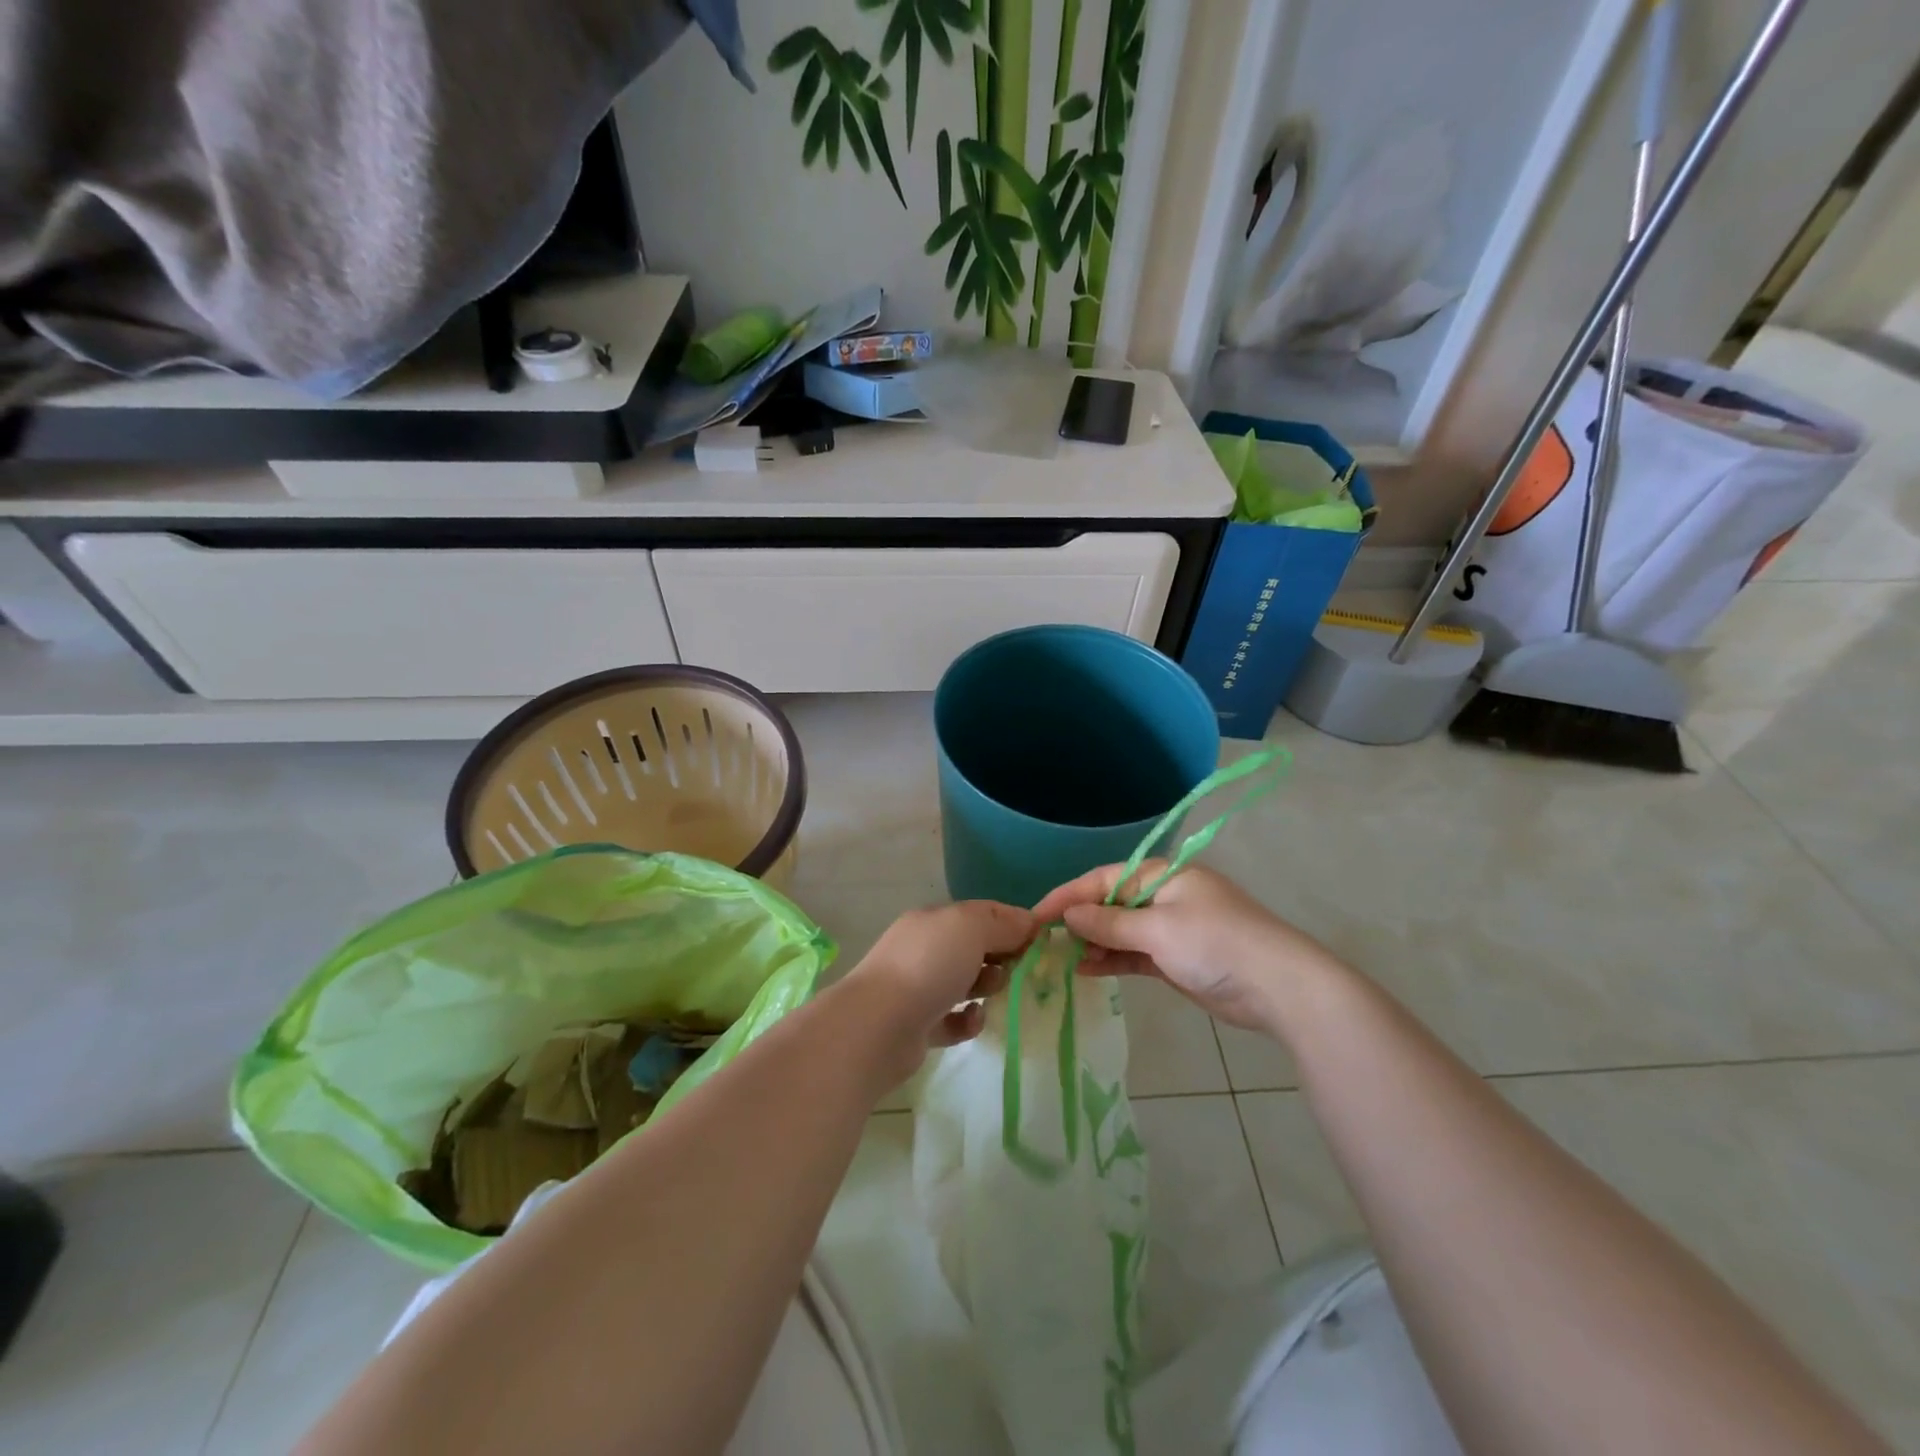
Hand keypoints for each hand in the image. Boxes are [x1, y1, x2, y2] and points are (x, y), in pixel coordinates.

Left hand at [843, 901, 1036, 1083]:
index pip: (982, 913)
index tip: (1041, 939)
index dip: (1013, 922)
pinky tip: (974, 1020)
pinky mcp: (920, 1025)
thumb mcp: (971, 928)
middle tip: (1019, 969)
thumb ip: (1002, 923)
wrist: (879, 1025)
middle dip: (1002, 956)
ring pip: (966, 982)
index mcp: (934, 920)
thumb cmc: (928, 965)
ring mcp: (920, 988)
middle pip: (975, 947)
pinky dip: (969, 1020)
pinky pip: (955, 1019)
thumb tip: (1029, 922)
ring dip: (987, 986)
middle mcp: (925, 949)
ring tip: (993, 993)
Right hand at [1031, 863, 1343, 1032]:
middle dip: (1080, 922)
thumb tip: (1069, 916)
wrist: (1279, 988)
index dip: (1069, 895)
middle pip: (1111, 904)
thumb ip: (1110, 924)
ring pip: (1121, 932)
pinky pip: (1135, 954)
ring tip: (1062, 961)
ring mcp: (1172, 929)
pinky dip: (1113, 961)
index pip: (1104, 879)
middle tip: (1045, 942)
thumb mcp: (1158, 930)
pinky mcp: (1177, 959)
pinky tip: (1087, 971)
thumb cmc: (1216, 944)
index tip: (1036, 915)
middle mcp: (1165, 896)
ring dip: (1094, 945)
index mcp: (1163, 875)